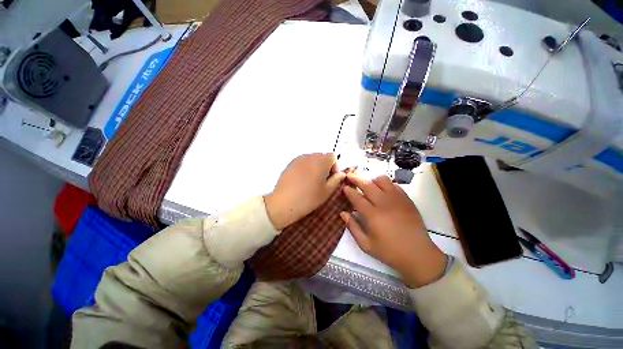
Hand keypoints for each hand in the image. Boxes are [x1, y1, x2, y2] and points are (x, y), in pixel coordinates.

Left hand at [264, 153, 344, 229]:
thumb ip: (336, 180)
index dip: (335, 167)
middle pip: (322, 156)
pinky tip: (301, 181)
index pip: (332, 156)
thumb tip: (342, 174)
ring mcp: (298, 159)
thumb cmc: (308, 198)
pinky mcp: (290, 164)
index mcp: (320, 161)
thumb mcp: (326, 191)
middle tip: (322, 181)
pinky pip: (302, 162)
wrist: (284, 203)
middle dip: (325, 166)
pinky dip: (305, 168)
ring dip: (315, 167)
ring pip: (312, 159)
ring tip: (311, 181)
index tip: (331, 179)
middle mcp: (309, 156)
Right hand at [340, 173, 446, 287]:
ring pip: (382, 180)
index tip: (344, 186)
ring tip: (368, 185)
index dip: (349, 191)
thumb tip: (343, 213)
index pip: (357, 198)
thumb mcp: (366, 245)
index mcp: (373, 216)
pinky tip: (383, 191)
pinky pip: (394, 185)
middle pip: (367, 185)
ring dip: (372, 180)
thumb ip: (353, 227)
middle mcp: (385, 204)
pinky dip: (386, 184)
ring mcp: (397, 200)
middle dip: (356, 178)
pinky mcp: (407, 200)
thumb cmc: (390, 252)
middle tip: (349, 175)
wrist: (419, 255)